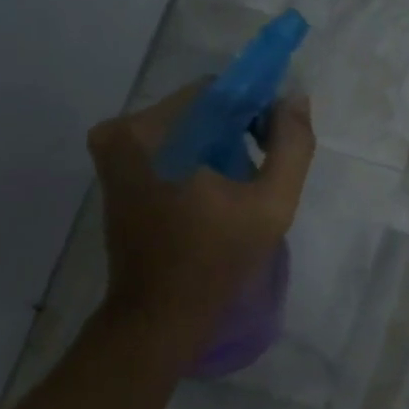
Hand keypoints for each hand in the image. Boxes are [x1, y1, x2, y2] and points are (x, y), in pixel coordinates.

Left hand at [86, 82, 315, 332]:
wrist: (162, 316)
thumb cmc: (217, 260)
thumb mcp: (271, 203)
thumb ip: (292, 146)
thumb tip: (295, 98)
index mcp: (149, 132)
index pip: (216, 92)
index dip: (254, 109)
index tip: (275, 143)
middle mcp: (121, 133)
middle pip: (198, 109)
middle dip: (237, 130)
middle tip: (263, 170)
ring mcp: (113, 155)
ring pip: (185, 130)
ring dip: (219, 147)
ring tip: (243, 187)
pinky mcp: (116, 177)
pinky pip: (169, 150)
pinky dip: (198, 162)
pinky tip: (218, 195)